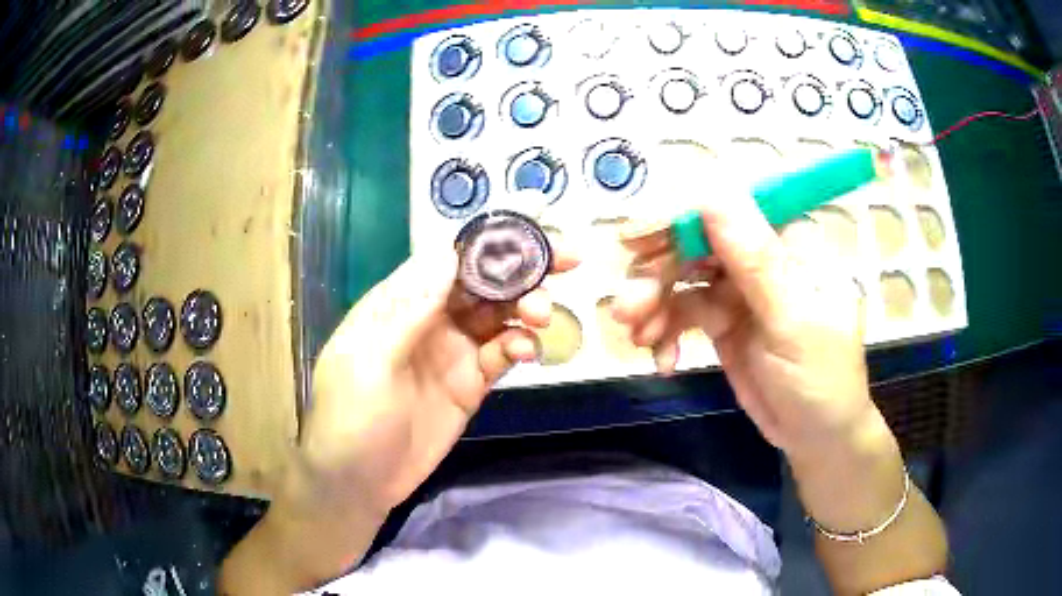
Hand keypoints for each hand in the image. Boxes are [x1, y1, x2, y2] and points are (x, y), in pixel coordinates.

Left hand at [221, 243, 577, 592]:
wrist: (359, 482)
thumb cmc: (351, 417)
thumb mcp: (370, 360)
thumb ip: (410, 309)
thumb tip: (450, 251)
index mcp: (399, 302)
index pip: (448, 257)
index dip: (490, 240)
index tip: (533, 231)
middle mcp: (430, 318)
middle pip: (483, 280)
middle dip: (522, 267)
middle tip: (568, 261)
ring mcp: (452, 351)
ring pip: (499, 314)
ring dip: (526, 307)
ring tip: (542, 316)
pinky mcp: (470, 383)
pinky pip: (502, 353)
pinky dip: (519, 345)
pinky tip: (527, 352)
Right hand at [612, 193, 873, 461]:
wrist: (816, 435)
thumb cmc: (820, 378)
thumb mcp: (793, 322)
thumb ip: (756, 262)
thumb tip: (712, 197)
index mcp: (787, 241)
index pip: (727, 211)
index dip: (679, 219)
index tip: (636, 242)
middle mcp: (759, 256)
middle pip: (695, 243)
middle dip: (658, 274)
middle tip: (626, 309)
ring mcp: (737, 289)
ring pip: (681, 278)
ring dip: (654, 305)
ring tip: (639, 339)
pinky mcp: (721, 321)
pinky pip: (681, 313)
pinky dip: (665, 332)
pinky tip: (663, 360)